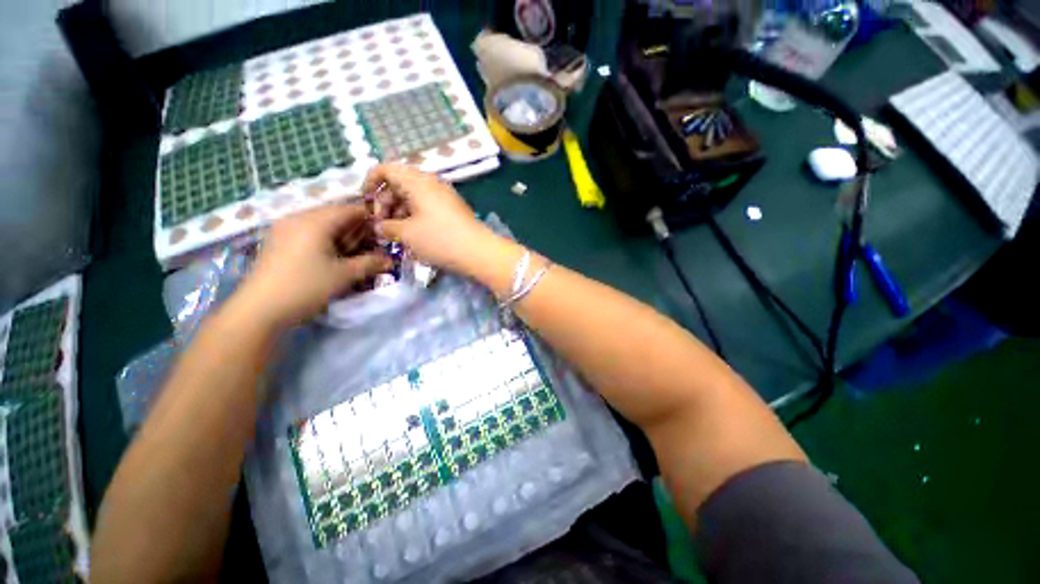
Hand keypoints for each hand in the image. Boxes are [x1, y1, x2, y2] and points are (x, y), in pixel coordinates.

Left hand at [234, 204, 392, 327]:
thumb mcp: (345, 275)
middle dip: (357, 231)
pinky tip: (332, 259)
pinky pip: (308, 234)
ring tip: (354, 256)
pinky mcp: (278, 242)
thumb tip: (390, 260)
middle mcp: (298, 218)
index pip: (350, 209)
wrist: (259, 309)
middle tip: (372, 248)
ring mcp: (284, 229)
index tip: (385, 234)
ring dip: (342, 238)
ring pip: (322, 225)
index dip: (371, 219)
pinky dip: (326, 242)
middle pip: (336, 216)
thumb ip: (371, 263)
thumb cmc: (306, 286)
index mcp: (315, 220)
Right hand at [362, 164, 498, 274]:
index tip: (364, 203)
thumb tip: (379, 226)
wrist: (479, 252)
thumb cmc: (440, 240)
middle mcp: (431, 184)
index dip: (370, 182)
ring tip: (396, 235)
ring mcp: (444, 197)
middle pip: (399, 184)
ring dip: (400, 214)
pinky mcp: (452, 211)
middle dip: (385, 203)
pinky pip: (427, 208)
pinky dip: (415, 218)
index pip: (386, 169)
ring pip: (413, 198)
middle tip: (382, 227)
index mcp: (417, 181)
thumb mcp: (407, 234)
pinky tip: (413, 237)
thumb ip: (387, 227)